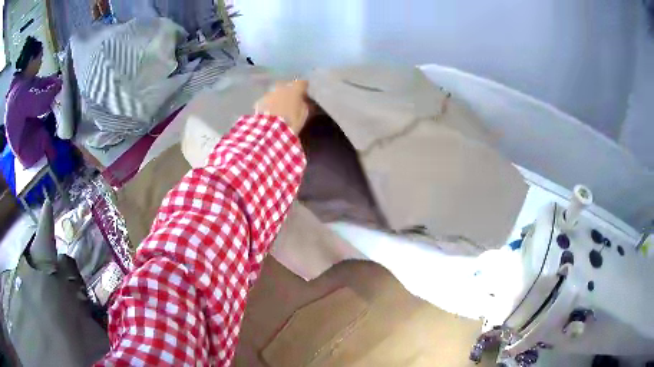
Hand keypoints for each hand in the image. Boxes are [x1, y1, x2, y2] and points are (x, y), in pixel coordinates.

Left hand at [255, 80, 309, 134]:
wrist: (269, 130)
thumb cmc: (290, 122)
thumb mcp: (303, 115)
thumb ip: (304, 104)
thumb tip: (303, 100)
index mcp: (294, 89)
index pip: (302, 82)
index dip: (304, 87)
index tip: (305, 93)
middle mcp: (281, 87)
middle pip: (287, 85)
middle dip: (290, 91)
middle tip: (292, 100)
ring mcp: (269, 93)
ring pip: (276, 92)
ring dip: (279, 97)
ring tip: (280, 107)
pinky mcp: (259, 101)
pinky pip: (267, 99)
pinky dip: (270, 103)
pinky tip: (270, 112)